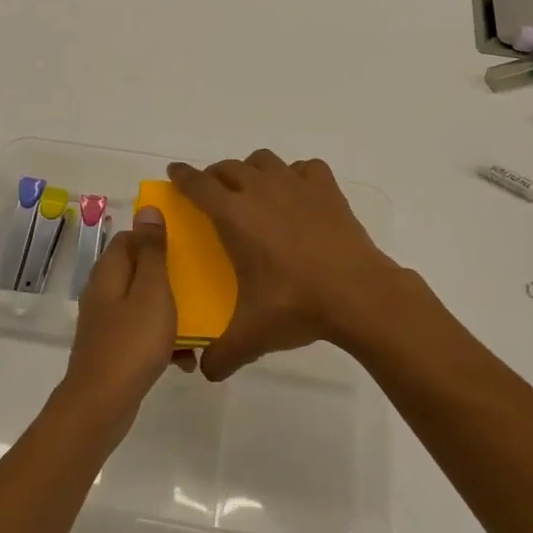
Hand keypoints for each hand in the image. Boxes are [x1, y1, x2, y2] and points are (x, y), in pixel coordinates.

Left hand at [59, 207, 194, 431]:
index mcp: (109, 271)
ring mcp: (106, 322)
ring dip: (170, 310)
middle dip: (169, 275)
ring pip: (143, 303)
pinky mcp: (113, 348)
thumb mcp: (152, 291)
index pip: (129, 237)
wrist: (102, 404)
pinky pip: (142, 333)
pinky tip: (186, 357)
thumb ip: (152, 251)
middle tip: (199, 282)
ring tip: (199, 322)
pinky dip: (162, 339)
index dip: (156, 237)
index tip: (186, 244)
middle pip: (138, 270)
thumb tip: (146, 209)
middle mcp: (103, 291)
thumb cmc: (132, 342)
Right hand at [167, 151, 407, 382]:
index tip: (174, 171)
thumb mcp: (252, 335)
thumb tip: (206, 372)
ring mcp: (296, 185)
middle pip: (228, 167)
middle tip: (213, 194)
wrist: (358, 294)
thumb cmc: (297, 306)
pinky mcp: (326, 189)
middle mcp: (260, 191)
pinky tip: (298, 194)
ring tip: (254, 190)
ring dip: (252, 170)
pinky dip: (296, 175)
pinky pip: (304, 168)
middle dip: (215, 175)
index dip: (182, 176)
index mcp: (234, 216)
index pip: (198, 185)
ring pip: (264, 160)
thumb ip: (223, 354)